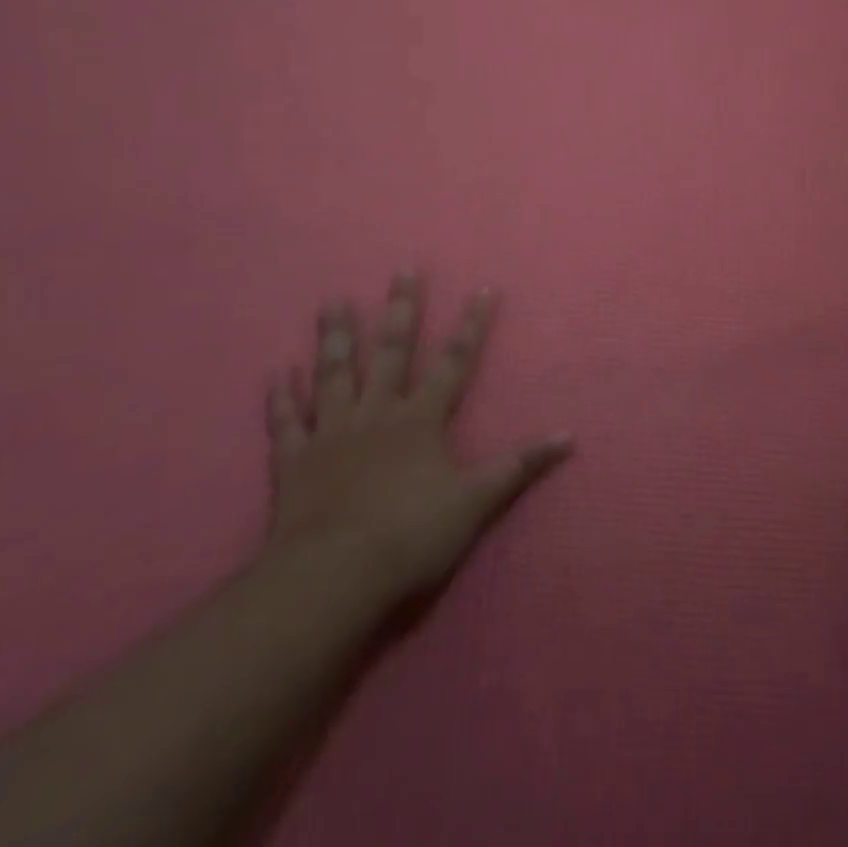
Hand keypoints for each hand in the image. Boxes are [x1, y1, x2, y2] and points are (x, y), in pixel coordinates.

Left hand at [264, 274, 572, 607]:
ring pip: (334, 374)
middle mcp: (377, 414)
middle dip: (401, 310)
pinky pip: (286, 421)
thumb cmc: (411, 535)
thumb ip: (520, 465)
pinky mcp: (294, 461)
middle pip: (391, 352)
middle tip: (403, 270)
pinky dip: (280, 397)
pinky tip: (276, 371)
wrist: (334, 576)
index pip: (454, 362)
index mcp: (421, 419)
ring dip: (335, 336)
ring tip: (332, 300)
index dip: (472, 325)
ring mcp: (332, 433)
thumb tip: (570, 436)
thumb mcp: (477, 501)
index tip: (484, 289)